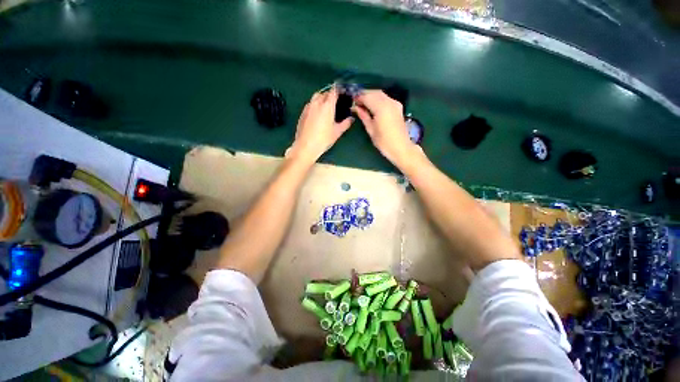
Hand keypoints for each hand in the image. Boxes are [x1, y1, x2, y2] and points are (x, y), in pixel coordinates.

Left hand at [286, 87, 352, 163]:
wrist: (306, 146)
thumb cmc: (323, 139)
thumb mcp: (337, 132)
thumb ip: (346, 123)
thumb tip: (351, 119)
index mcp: (327, 106)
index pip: (333, 91)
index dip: (339, 89)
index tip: (343, 91)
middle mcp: (316, 103)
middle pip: (324, 92)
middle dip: (330, 94)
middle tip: (336, 101)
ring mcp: (308, 107)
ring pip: (315, 97)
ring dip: (322, 98)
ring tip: (326, 107)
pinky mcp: (302, 113)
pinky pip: (310, 104)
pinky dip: (315, 105)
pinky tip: (318, 114)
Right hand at [353, 90, 417, 165]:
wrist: (401, 147)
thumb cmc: (384, 142)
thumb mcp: (371, 130)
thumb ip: (363, 116)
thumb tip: (356, 108)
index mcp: (381, 108)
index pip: (367, 97)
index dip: (359, 98)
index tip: (352, 101)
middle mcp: (389, 102)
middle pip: (374, 92)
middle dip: (364, 95)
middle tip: (356, 102)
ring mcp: (395, 103)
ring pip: (380, 94)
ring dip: (371, 96)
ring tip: (363, 104)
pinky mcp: (398, 107)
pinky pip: (386, 98)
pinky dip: (378, 99)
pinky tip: (373, 106)